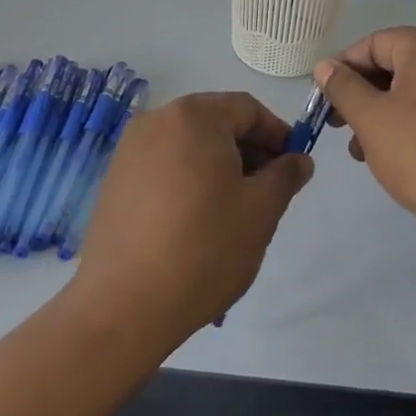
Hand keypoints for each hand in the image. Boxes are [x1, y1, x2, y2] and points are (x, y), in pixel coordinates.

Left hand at [70, 92, 312, 347]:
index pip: (247, 109)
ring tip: (234, 211)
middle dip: (248, 151)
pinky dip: (188, 179)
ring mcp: (130, 149)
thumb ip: (285, 176)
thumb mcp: (260, 212)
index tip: (293, 166)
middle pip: (216, 123)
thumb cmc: (203, 249)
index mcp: (195, 116)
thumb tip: (299, 160)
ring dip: (218, 167)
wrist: (124, 305)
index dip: (277, 134)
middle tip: (268, 192)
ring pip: (189, 145)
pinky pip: (164, 165)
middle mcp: (158, 119)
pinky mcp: (115, 178)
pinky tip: (197, 220)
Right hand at [315, 28, 415, 251]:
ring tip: (369, 154)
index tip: (325, 104)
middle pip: (397, 65)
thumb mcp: (372, 121)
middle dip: (365, 96)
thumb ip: (344, 89)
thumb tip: (326, 65)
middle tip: (344, 131)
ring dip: (388, 115)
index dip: (343, 70)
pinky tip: (406, 159)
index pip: (372, 43)